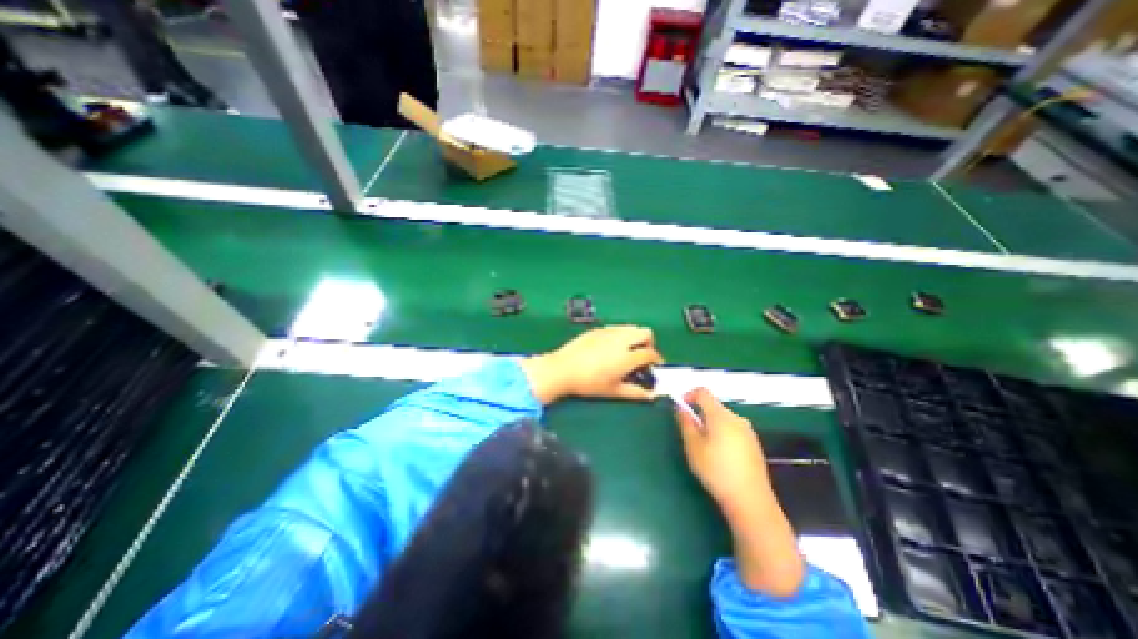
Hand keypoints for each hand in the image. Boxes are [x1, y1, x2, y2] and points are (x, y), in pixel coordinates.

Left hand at [519, 325, 664, 404]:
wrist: (563, 369)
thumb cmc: (589, 383)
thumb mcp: (614, 391)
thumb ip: (636, 393)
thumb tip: (652, 396)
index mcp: (627, 356)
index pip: (651, 354)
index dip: (656, 361)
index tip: (653, 367)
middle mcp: (622, 340)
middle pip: (646, 333)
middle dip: (649, 344)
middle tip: (642, 356)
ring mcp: (609, 332)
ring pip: (631, 328)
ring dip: (635, 338)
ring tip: (627, 351)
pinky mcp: (598, 329)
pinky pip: (616, 328)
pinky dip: (621, 335)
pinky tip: (611, 348)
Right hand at [674, 388, 807, 597]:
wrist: (750, 500)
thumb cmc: (716, 470)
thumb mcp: (693, 447)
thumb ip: (686, 424)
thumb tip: (681, 409)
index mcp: (720, 415)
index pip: (703, 393)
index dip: (689, 395)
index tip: (680, 407)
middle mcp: (736, 418)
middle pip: (714, 407)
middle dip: (699, 414)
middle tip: (689, 433)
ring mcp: (748, 432)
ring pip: (723, 419)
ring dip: (711, 425)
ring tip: (703, 447)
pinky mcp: (754, 445)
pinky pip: (733, 431)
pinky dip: (722, 434)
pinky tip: (720, 456)